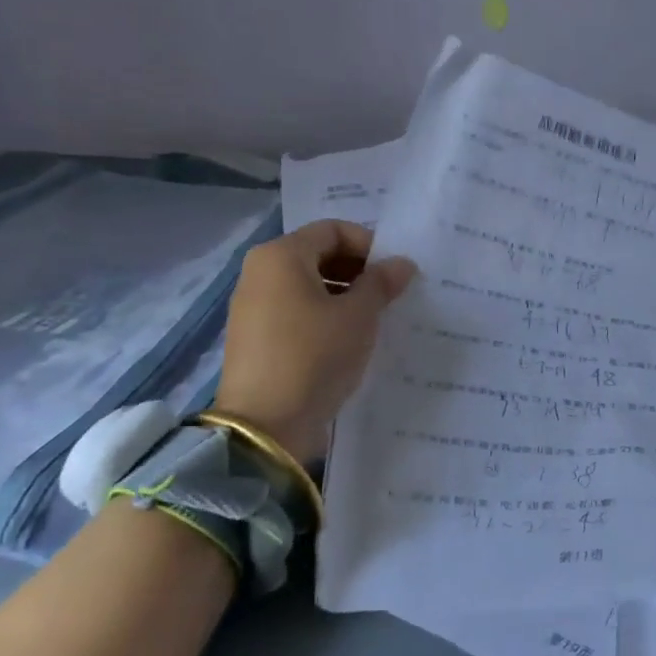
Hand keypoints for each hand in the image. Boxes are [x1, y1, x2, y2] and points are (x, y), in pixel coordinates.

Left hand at [211, 221, 415, 464]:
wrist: (265, 426)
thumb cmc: (315, 356)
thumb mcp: (358, 316)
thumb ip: (382, 283)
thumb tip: (402, 264)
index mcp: (281, 256)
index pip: (334, 230)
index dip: (370, 245)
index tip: (396, 272)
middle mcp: (260, 272)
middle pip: (319, 255)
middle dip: (359, 270)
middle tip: (390, 295)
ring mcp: (253, 306)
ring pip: (309, 286)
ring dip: (345, 295)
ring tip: (375, 319)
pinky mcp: (256, 338)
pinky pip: (297, 312)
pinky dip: (325, 317)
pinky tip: (349, 341)